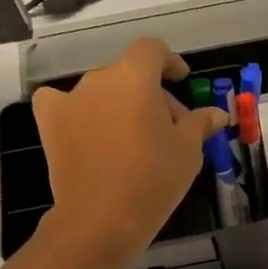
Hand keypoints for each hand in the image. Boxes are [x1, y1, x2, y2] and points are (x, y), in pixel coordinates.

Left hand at [32, 38, 226, 258]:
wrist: (102, 218)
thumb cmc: (154, 178)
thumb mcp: (188, 151)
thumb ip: (200, 123)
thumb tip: (217, 114)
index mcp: (135, 77)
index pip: (152, 50)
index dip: (169, 61)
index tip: (181, 80)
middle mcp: (100, 79)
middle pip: (129, 74)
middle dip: (150, 94)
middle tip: (168, 127)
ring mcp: (71, 100)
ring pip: (101, 91)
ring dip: (119, 104)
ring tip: (132, 137)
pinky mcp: (50, 123)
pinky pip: (61, 103)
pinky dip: (76, 110)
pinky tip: (86, 128)